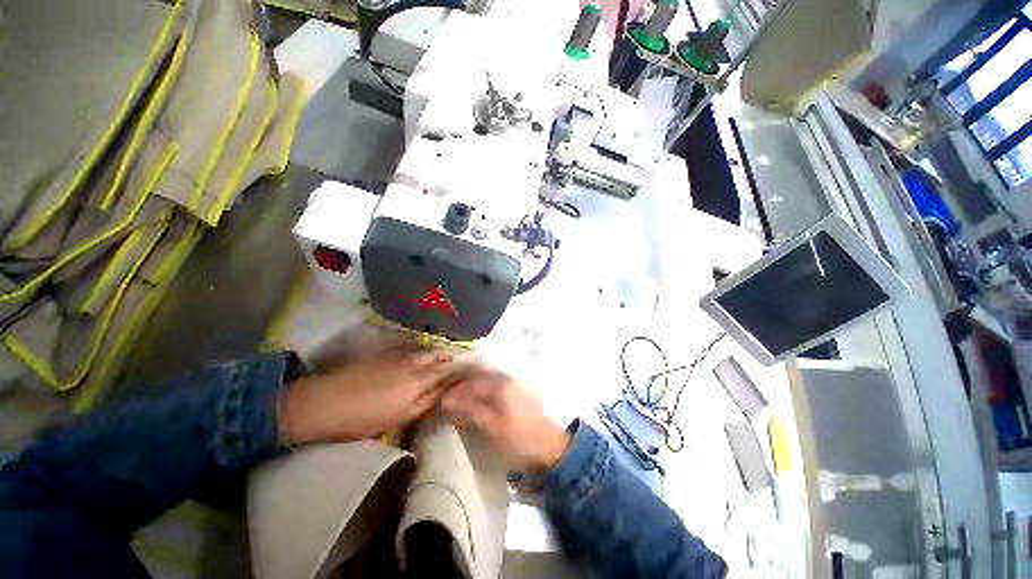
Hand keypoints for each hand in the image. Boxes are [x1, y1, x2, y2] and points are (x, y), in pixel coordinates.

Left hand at [280, 349, 455, 444]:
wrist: (325, 402)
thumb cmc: (364, 418)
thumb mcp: (398, 417)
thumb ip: (423, 404)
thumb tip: (443, 395)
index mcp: (417, 381)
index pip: (444, 372)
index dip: (458, 369)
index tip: (469, 368)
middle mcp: (411, 364)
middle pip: (435, 356)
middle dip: (448, 356)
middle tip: (457, 357)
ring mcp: (396, 357)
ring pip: (422, 351)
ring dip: (435, 352)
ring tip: (443, 354)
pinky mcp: (382, 356)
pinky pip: (409, 350)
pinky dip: (419, 352)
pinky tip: (419, 356)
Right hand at [441, 368, 569, 471]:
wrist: (549, 445)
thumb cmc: (520, 439)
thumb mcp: (493, 428)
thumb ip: (471, 411)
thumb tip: (448, 401)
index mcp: (501, 385)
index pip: (472, 383)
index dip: (456, 392)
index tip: (442, 402)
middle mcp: (507, 378)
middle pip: (479, 375)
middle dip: (462, 384)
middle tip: (448, 396)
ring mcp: (514, 382)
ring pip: (487, 377)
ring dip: (472, 384)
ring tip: (460, 397)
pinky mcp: (517, 389)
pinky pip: (495, 382)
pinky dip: (483, 388)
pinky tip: (477, 398)